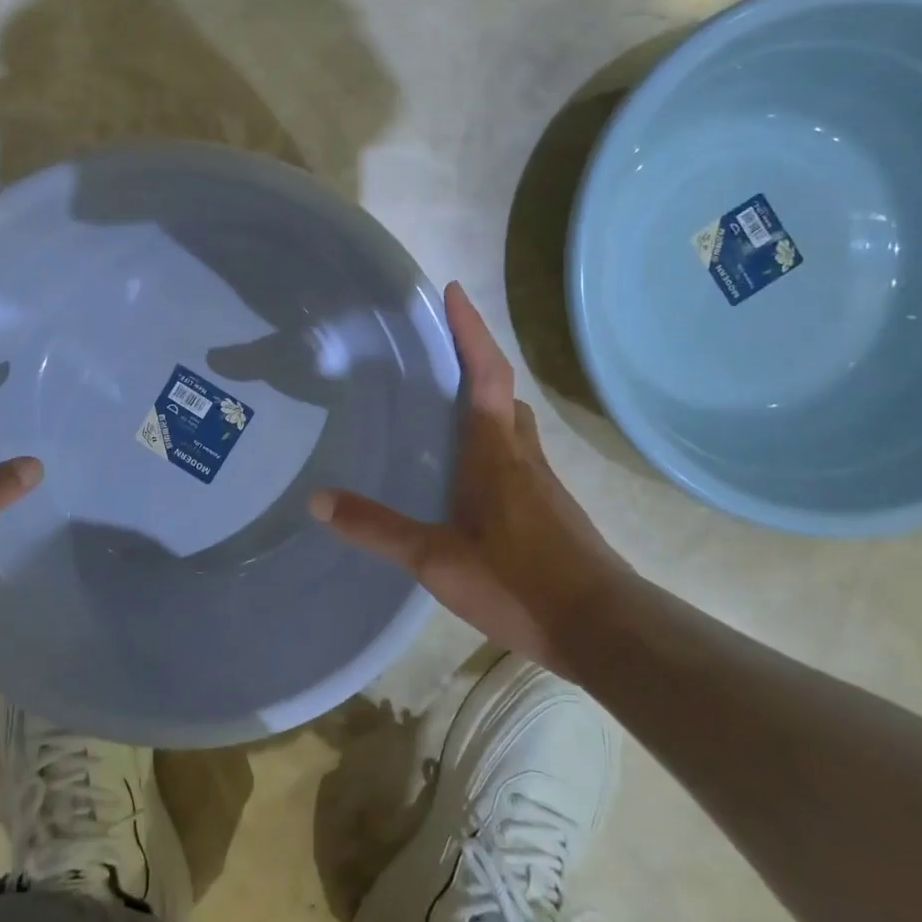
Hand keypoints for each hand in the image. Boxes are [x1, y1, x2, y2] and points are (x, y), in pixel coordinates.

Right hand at [310, 282, 627, 671]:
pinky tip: (468, 475)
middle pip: (501, 393)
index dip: (469, 331)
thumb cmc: (519, 583)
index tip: (453, 291)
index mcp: (495, 453)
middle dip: (476, 362)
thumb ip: (377, 529)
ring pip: (512, 425)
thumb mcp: (436, 560)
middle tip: (440, 352)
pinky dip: (492, 442)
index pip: (484, 375)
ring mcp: (541, 484)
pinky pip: (516, 456)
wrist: (604, 630)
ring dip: (485, 402)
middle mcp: (521, 456)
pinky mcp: (548, 510)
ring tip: (446, 406)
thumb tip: (317, 500)